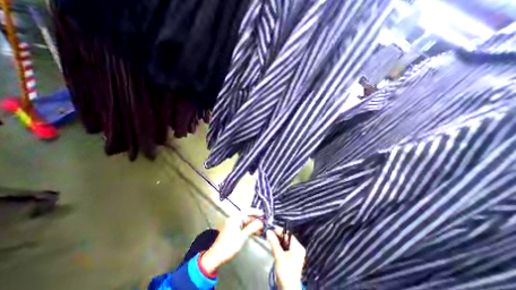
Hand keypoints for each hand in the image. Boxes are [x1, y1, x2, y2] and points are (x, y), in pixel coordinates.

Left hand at [200, 213, 263, 273]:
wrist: (216, 256)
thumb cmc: (229, 246)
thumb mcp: (242, 237)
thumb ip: (252, 228)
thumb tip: (261, 222)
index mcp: (235, 218)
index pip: (247, 211)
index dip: (256, 211)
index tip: (263, 214)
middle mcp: (234, 219)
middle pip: (247, 216)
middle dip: (255, 219)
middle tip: (264, 223)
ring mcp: (233, 224)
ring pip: (245, 222)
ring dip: (253, 225)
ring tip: (261, 229)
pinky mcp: (233, 230)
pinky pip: (243, 226)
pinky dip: (249, 228)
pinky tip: (255, 232)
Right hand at [266, 230, 304, 288]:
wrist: (288, 289)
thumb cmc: (285, 272)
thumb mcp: (278, 256)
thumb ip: (273, 242)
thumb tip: (268, 231)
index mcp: (297, 246)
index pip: (288, 234)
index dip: (279, 230)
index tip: (271, 229)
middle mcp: (298, 248)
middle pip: (286, 238)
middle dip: (278, 236)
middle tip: (269, 234)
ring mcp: (295, 253)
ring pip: (285, 243)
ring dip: (278, 241)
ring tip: (270, 239)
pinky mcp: (291, 258)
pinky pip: (285, 248)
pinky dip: (279, 246)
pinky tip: (273, 246)